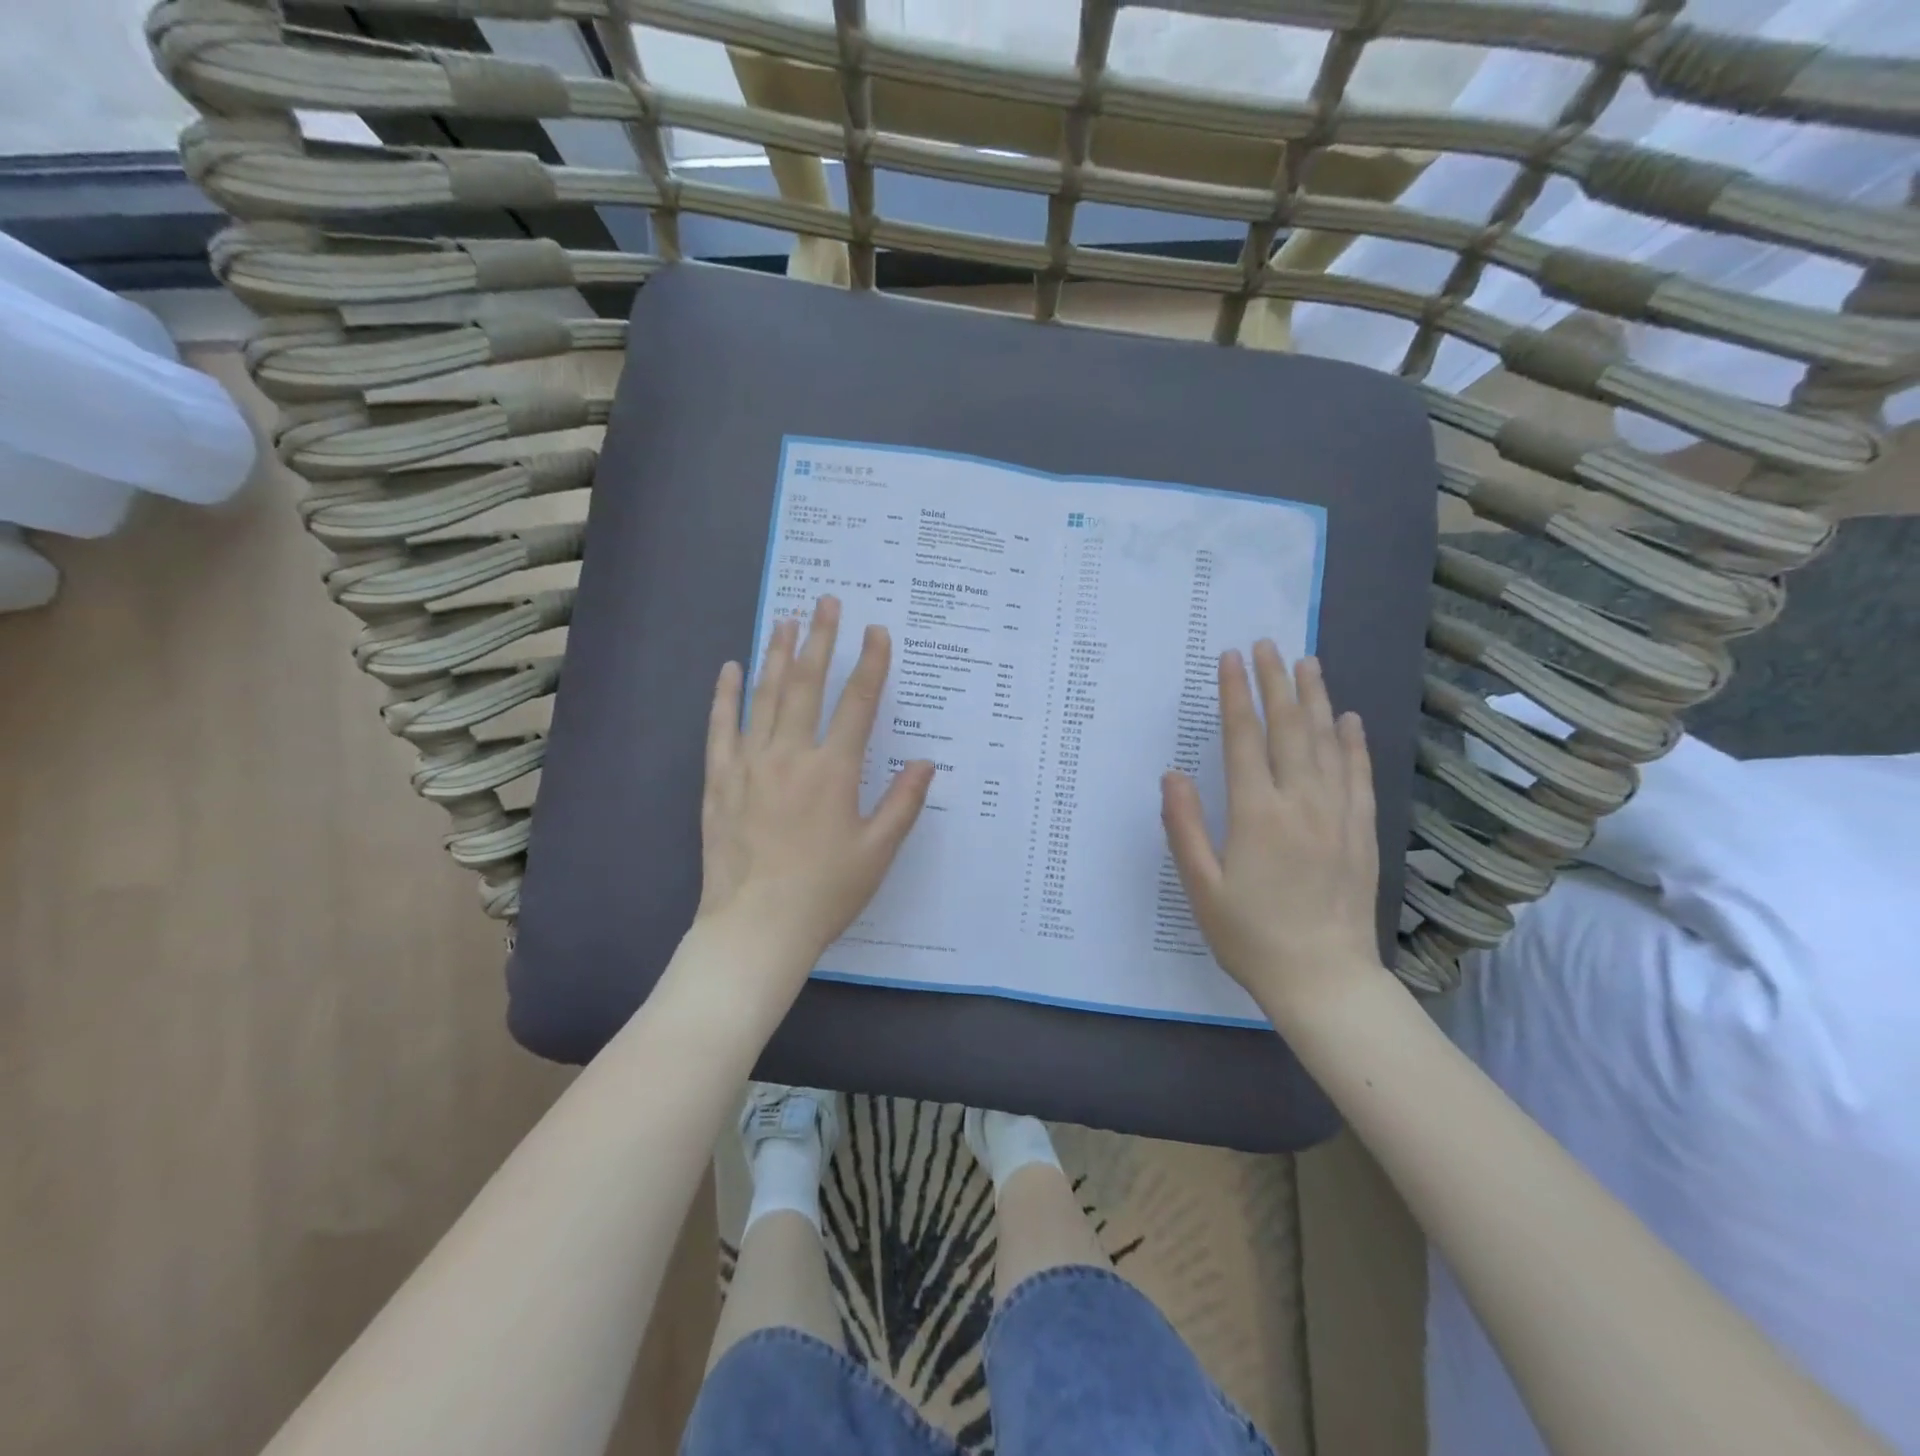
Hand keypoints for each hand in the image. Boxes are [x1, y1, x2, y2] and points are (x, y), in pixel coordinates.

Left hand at [696, 595, 934, 985]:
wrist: (755, 928)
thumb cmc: (824, 893)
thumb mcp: (877, 852)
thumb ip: (903, 803)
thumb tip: (926, 762)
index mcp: (834, 772)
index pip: (858, 704)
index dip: (871, 664)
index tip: (877, 631)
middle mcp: (791, 756)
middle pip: (807, 685)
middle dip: (820, 640)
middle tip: (826, 602)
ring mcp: (750, 765)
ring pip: (765, 696)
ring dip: (777, 655)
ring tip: (786, 619)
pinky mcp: (720, 780)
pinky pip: (722, 727)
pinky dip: (726, 695)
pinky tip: (731, 669)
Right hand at [1161, 644, 1383, 1021]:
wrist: (1325, 980)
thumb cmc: (1251, 936)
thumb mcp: (1202, 888)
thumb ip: (1184, 827)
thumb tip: (1172, 775)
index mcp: (1256, 814)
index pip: (1244, 738)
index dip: (1235, 695)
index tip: (1229, 659)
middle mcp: (1301, 803)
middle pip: (1287, 728)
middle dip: (1275, 682)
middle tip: (1266, 644)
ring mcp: (1337, 815)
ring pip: (1326, 743)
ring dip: (1314, 699)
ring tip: (1306, 662)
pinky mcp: (1362, 831)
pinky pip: (1359, 775)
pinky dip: (1352, 742)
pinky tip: (1348, 719)